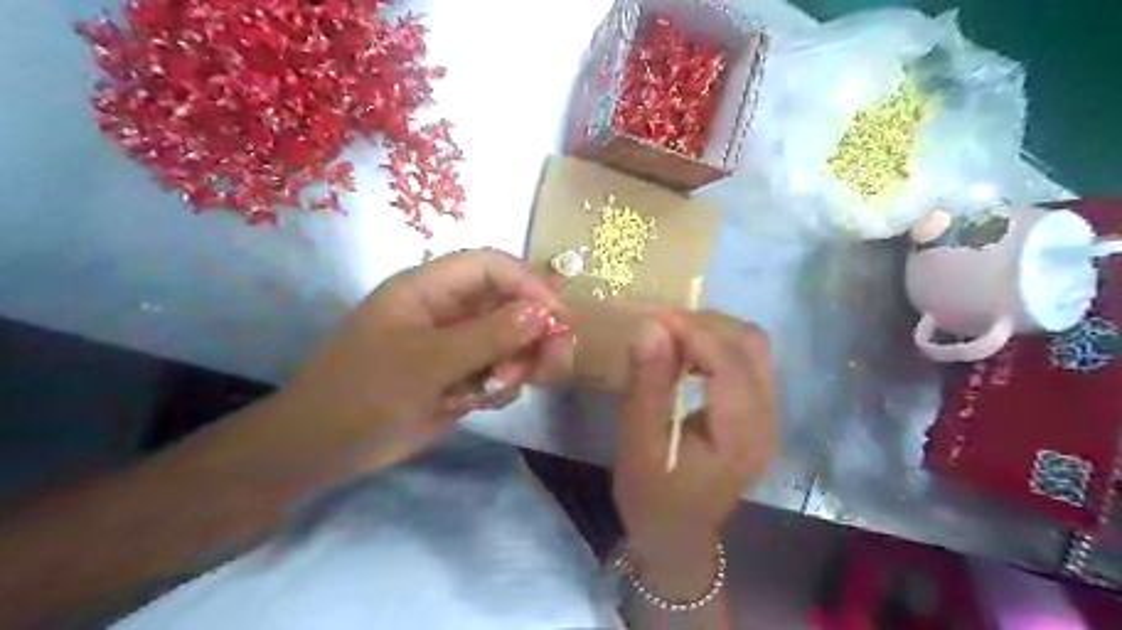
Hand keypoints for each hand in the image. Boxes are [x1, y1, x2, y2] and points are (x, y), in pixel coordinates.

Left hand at [269, 250, 573, 471]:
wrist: (323, 449)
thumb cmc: (365, 392)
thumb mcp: (427, 362)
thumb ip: (488, 336)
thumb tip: (543, 313)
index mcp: (429, 288)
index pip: (491, 267)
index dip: (528, 284)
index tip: (557, 317)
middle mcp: (448, 310)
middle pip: (509, 304)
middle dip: (533, 332)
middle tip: (552, 363)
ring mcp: (455, 344)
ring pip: (510, 341)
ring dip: (517, 363)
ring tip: (497, 389)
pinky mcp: (460, 375)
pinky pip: (499, 371)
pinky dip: (500, 386)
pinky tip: (479, 402)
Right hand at [609, 313, 776, 598]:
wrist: (677, 536)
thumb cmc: (652, 497)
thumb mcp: (638, 445)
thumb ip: (645, 385)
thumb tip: (650, 327)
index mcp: (740, 434)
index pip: (728, 361)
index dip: (691, 329)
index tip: (650, 316)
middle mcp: (767, 418)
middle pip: (751, 343)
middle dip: (703, 322)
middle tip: (658, 324)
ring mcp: (768, 413)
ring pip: (752, 345)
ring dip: (711, 329)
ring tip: (669, 335)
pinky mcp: (758, 410)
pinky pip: (745, 359)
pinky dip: (715, 344)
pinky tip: (686, 353)